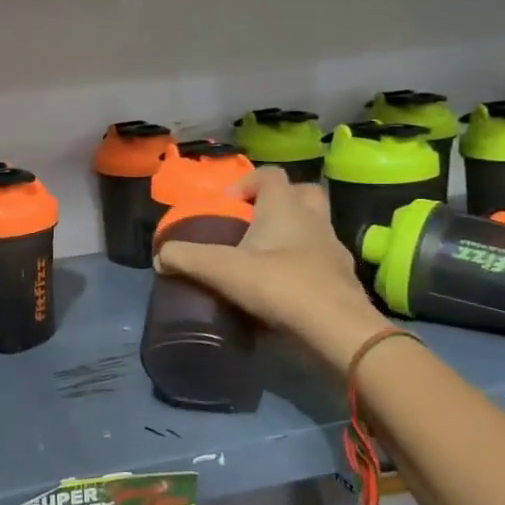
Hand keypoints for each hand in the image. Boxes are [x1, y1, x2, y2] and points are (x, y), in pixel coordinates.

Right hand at [155, 167, 387, 370]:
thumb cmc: (279, 285)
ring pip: (314, 228)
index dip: (246, 183)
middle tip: (252, 224)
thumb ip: (186, 259)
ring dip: (292, 236)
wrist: (337, 329)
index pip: (270, 174)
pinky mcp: (343, 280)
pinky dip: (303, 267)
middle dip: (277, 203)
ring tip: (265, 260)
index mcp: (286, 207)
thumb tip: (160, 256)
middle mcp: (314, 220)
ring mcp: (333, 250)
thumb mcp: (222, 270)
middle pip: (301, 194)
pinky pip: (320, 262)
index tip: (227, 206)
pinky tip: (283, 290)